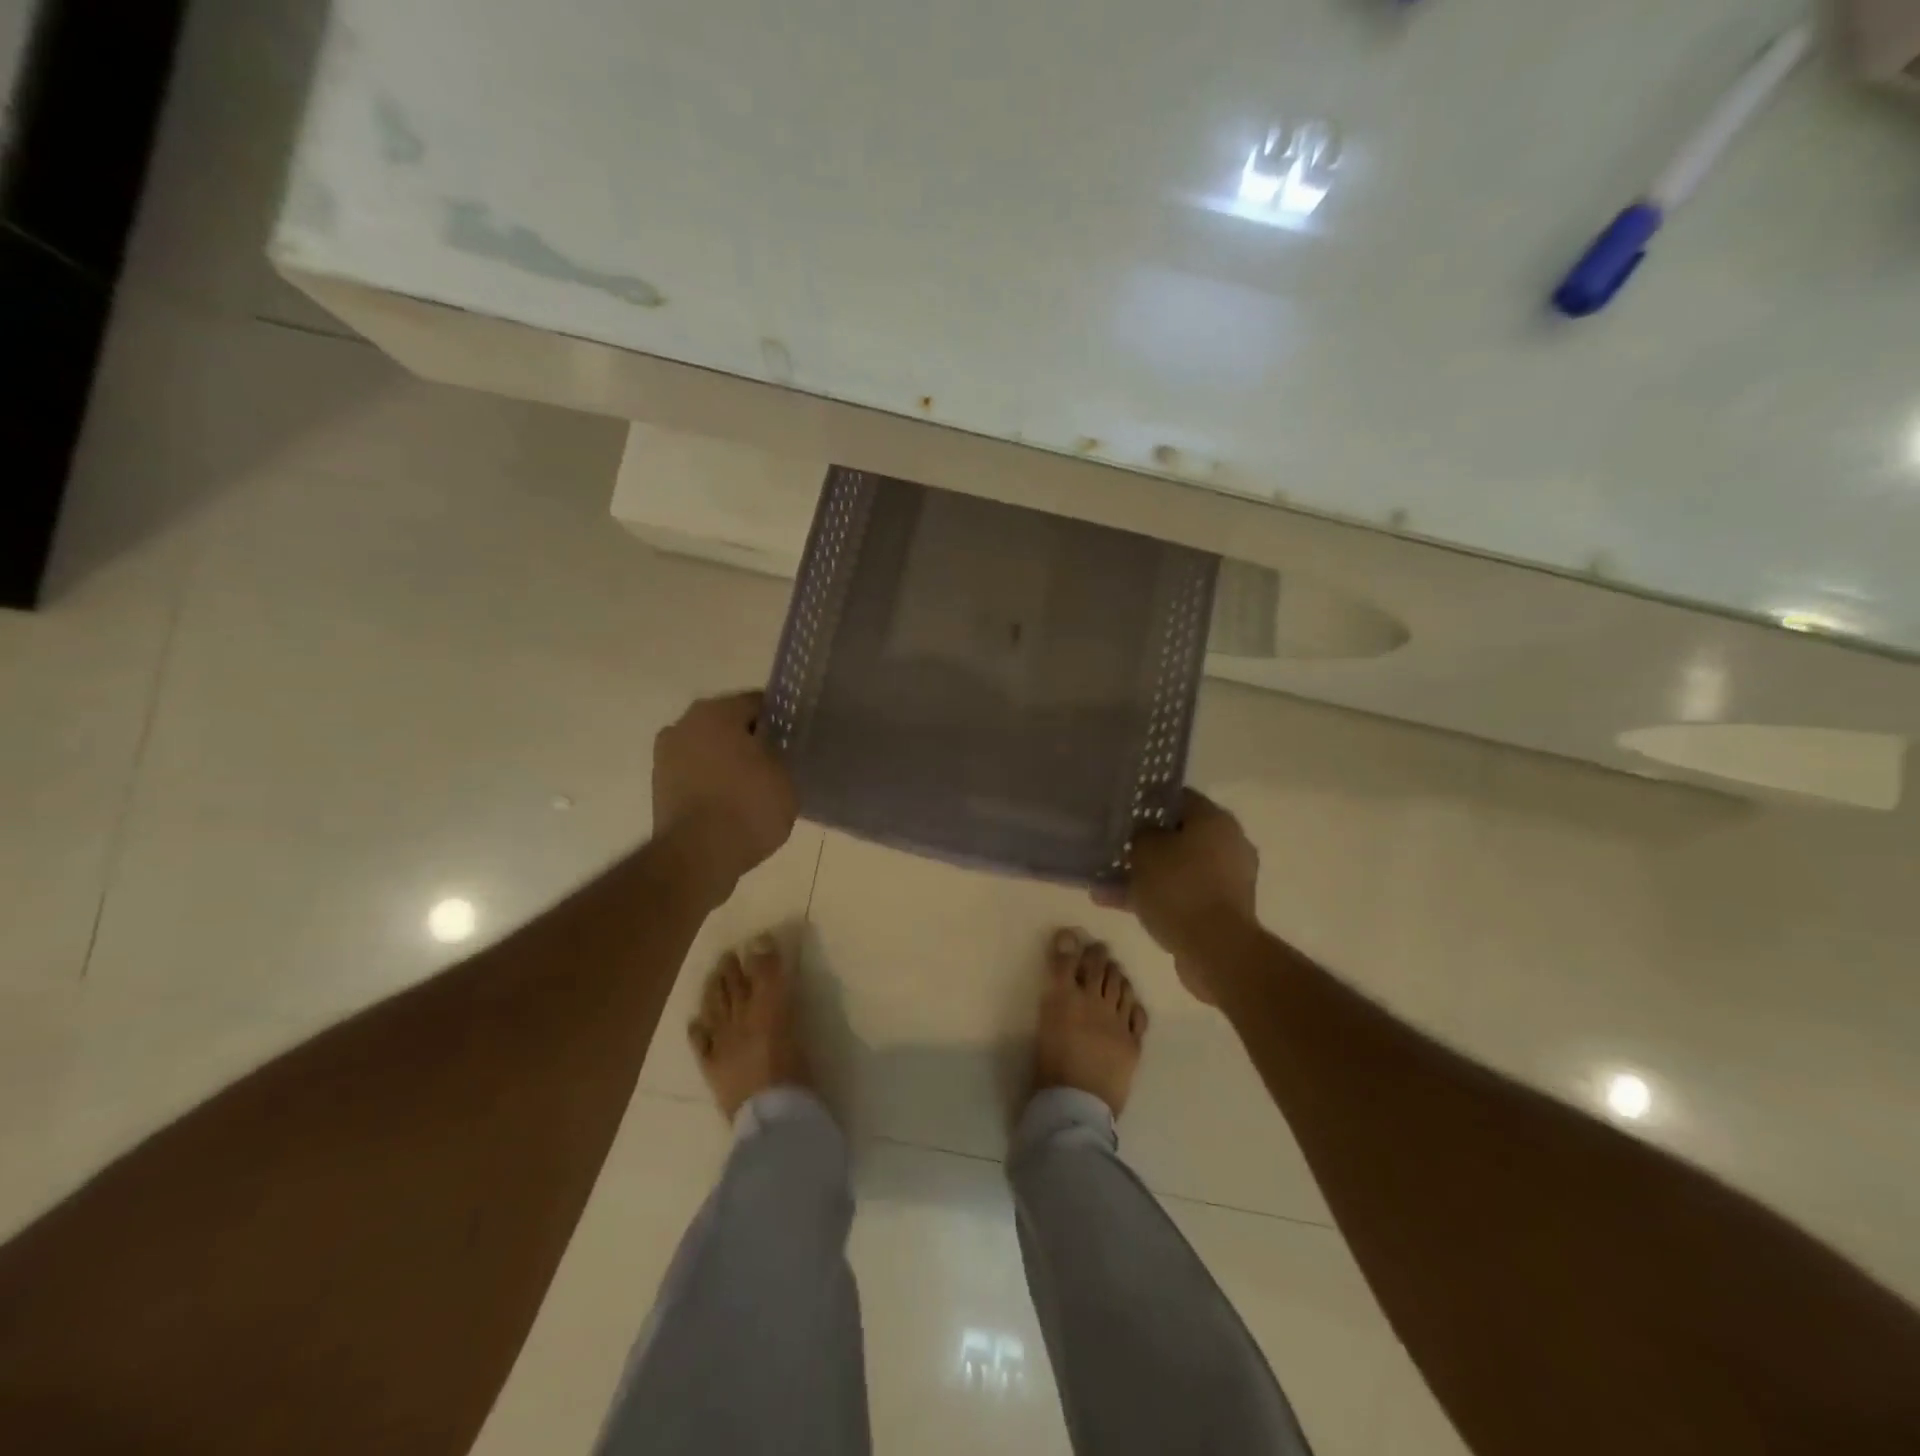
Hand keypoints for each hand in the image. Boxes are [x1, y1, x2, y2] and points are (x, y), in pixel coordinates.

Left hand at [652, 691, 797, 903]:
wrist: (698, 856)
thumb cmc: (748, 806)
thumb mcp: (785, 777)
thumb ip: (779, 755)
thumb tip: (771, 751)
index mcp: (717, 712)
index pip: (756, 703)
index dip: (778, 720)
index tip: (792, 738)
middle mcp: (684, 724)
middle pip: (727, 724)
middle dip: (749, 739)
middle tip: (775, 761)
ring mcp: (666, 756)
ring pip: (708, 749)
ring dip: (727, 761)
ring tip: (754, 785)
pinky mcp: (659, 787)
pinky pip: (695, 774)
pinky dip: (711, 782)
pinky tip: (732, 802)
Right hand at [1107, 791, 1259, 1004]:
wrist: (1216, 949)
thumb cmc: (1179, 887)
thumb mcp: (1145, 850)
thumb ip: (1140, 834)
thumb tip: (1144, 834)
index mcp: (1215, 820)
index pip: (1179, 798)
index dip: (1148, 803)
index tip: (1124, 813)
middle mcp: (1228, 844)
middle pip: (1179, 836)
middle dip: (1144, 845)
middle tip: (1114, 850)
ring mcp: (1227, 880)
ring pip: (1176, 869)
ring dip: (1144, 875)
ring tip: (1104, 885)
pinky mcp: (1222, 910)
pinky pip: (1182, 894)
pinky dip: (1155, 898)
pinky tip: (1117, 905)